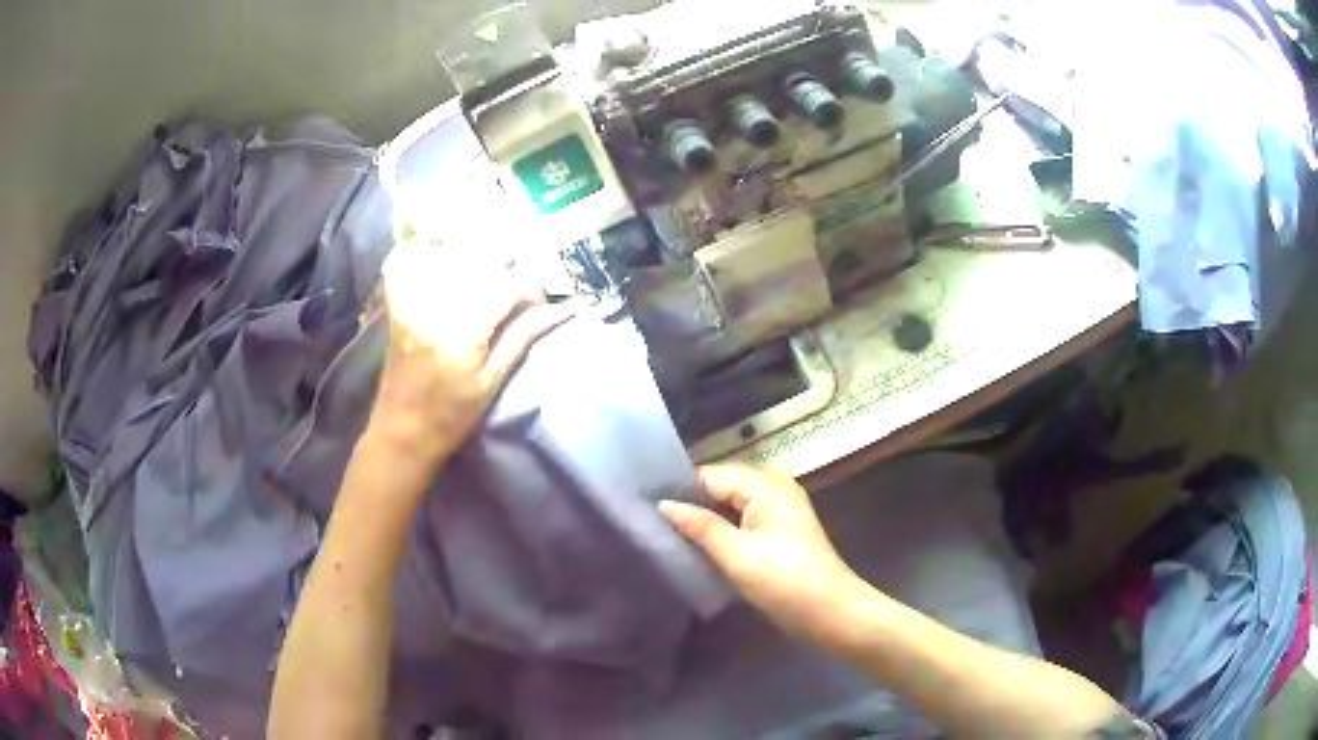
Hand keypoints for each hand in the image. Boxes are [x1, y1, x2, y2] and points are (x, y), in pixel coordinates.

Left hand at [367, 240, 571, 469]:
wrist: (400, 433)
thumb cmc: (450, 418)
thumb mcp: (492, 382)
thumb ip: (522, 337)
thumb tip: (562, 309)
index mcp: (462, 332)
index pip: (507, 286)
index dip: (530, 289)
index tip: (538, 305)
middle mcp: (435, 309)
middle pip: (482, 267)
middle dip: (506, 277)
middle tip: (516, 300)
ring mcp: (413, 303)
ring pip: (452, 263)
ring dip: (477, 268)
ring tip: (486, 292)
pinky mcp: (398, 305)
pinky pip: (411, 268)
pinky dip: (428, 261)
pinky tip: (443, 270)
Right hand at [660, 465, 864, 640]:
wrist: (831, 613)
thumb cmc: (784, 581)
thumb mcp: (737, 554)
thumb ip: (699, 526)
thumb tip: (664, 504)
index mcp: (765, 484)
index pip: (710, 475)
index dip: (679, 490)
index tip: (644, 506)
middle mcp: (773, 488)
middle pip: (720, 488)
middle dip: (690, 505)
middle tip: (651, 523)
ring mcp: (779, 511)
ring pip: (730, 507)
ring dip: (704, 521)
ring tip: (666, 535)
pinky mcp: (780, 532)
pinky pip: (742, 522)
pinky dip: (722, 532)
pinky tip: (699, 547)